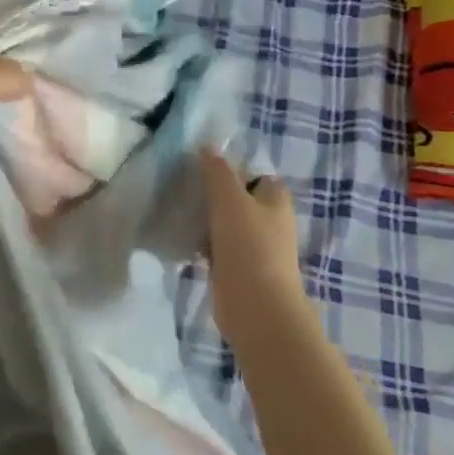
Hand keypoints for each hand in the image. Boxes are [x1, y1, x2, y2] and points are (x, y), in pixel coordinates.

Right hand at [199, 150, 310, 345]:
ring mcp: (255, 248)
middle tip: (184, 188)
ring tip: (178, 211)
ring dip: (205, 221)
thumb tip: (208, 147)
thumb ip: (218, 172)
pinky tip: (182, 241)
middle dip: (213, 195)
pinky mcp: (239, 270)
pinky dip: (203, 245)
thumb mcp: (230, 199)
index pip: (256, 175)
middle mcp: (270, 222)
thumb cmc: (249, 246)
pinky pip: (218, 249)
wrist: (256, 307)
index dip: (233, 169)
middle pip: (238, 200)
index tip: (203, 169)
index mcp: (275, 200)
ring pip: (225, 225)